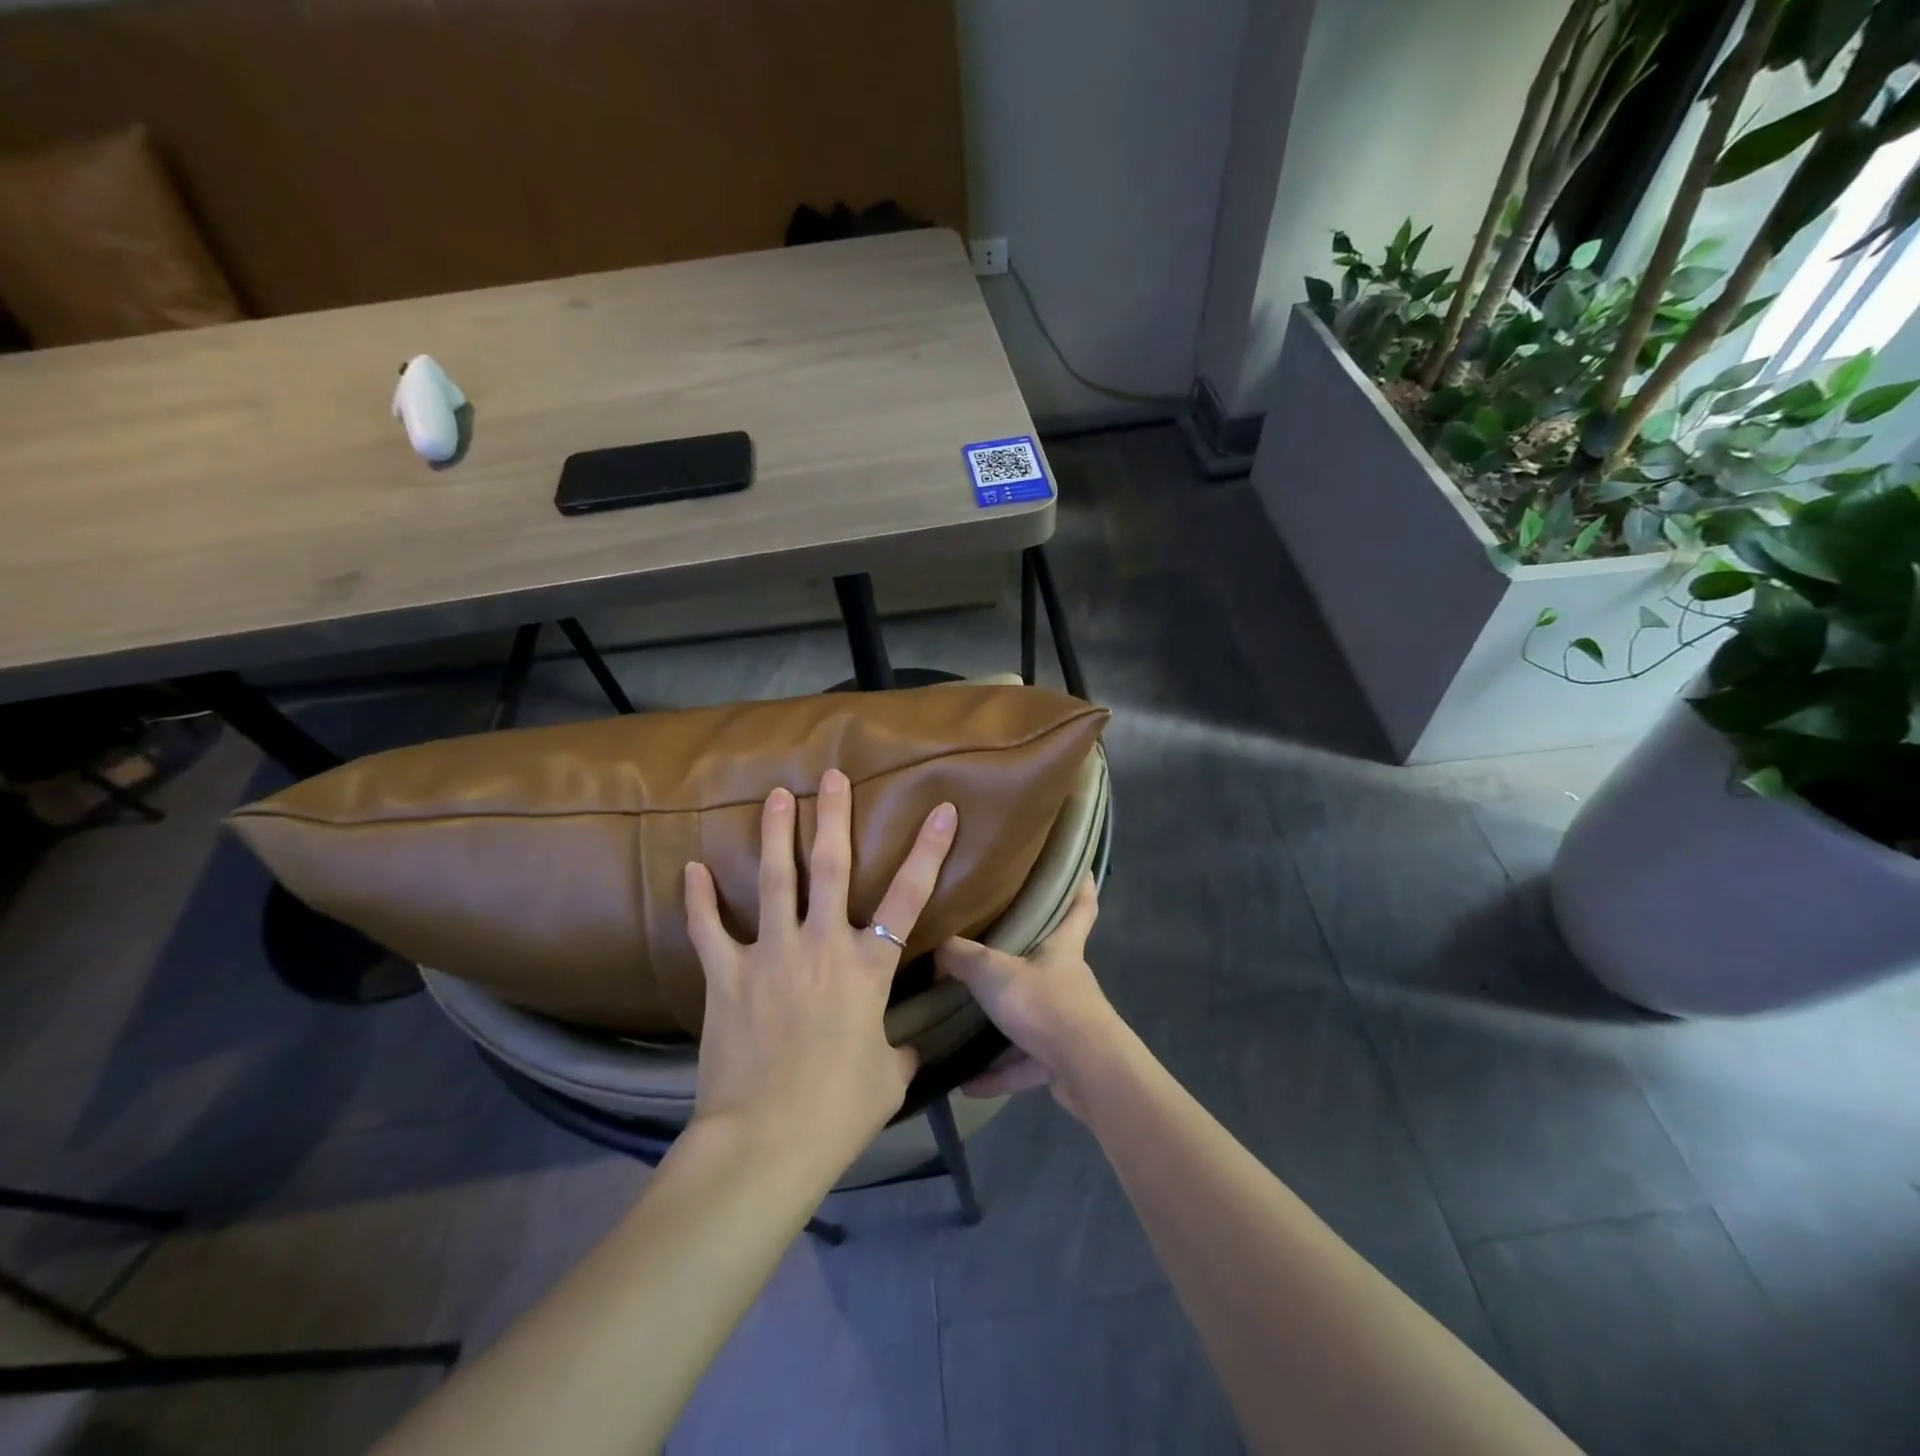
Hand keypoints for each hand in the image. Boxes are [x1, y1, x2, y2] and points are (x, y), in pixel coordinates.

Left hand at [683, 769, 957, 1171]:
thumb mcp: (888, 1079)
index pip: (909, 897)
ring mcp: (770, 955)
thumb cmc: (838, 1112)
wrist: (765, 1143)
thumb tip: (906, 1047)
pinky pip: (709, 929)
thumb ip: (899, 1051)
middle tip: (832, 776)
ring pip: (775, 879)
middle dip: (835, 816)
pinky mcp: (726, 976)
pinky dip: (698, 899)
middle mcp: (821, 945)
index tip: (942, 810)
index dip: (929, 850)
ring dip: (776, 834)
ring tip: (776, 795)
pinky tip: (691, 869)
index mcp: (867, 967)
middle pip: (832, 867)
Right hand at [935, 874, 1126, 1120]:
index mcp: (1062, 947)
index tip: (1079, 866)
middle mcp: (1067, 979)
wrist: (1086, 1070)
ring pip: (1031, 1015)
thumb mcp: (993, 972)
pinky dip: (997, 1073)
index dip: (1081, 884)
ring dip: (1002, 1025)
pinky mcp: (1060, 1060)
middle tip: (991, 945)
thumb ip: (962, 958)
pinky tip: (966, 1084)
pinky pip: (1022, 1063)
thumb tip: (936, 946)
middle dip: (1025, 954)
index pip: (1081, 905)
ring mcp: (1066, 1021)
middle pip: (1050, 959)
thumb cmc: (1045, 1003)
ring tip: (965, 1024)